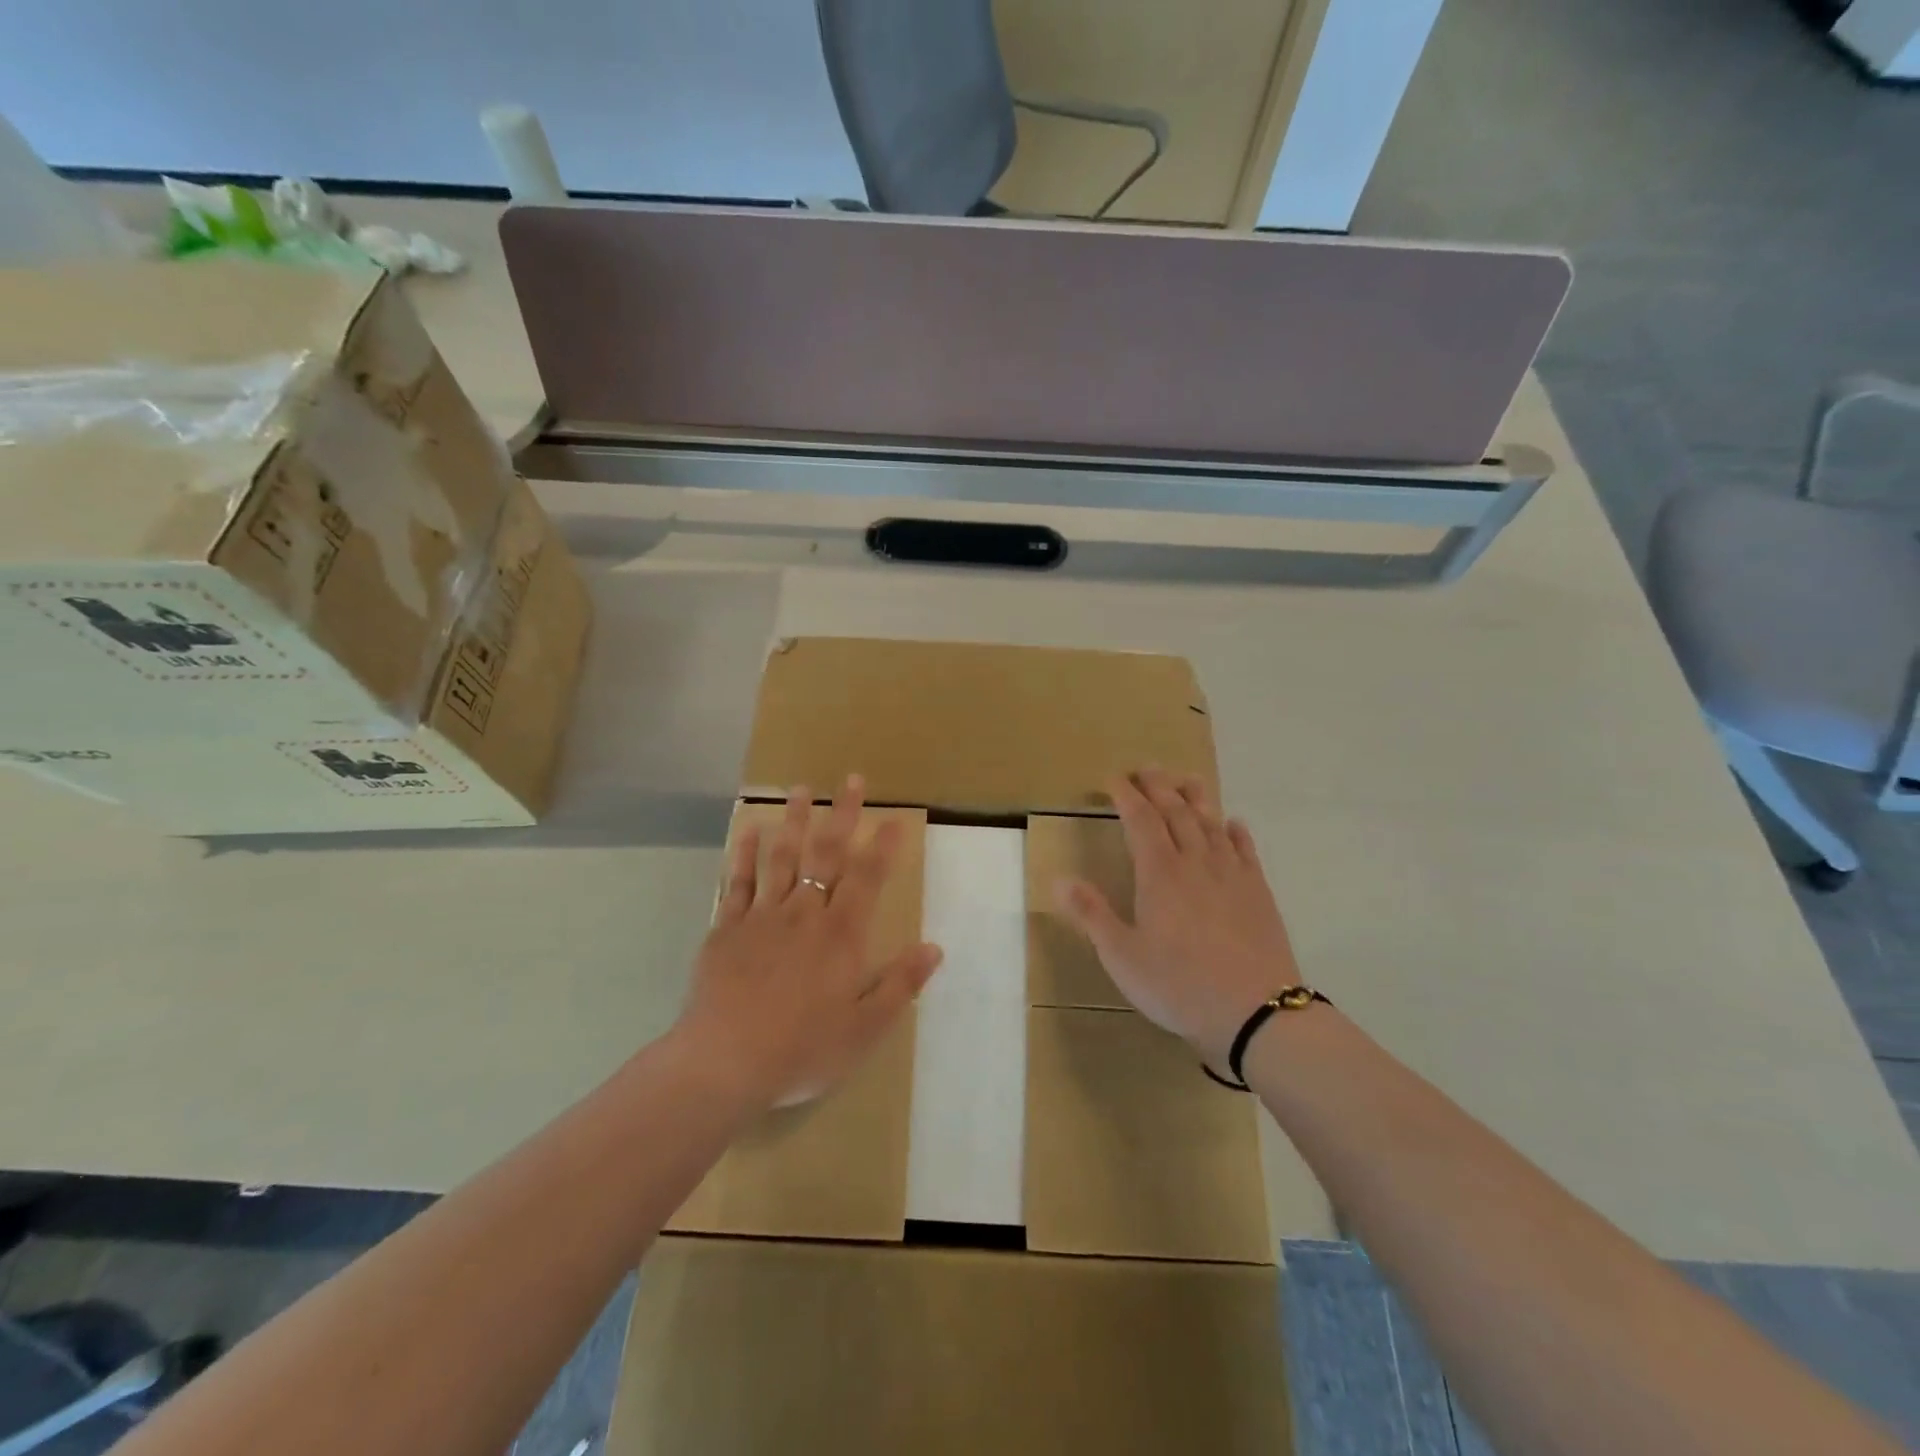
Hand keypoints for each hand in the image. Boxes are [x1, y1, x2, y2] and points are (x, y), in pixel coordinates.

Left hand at [674, 776, 942, 1109]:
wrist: (724, 1064)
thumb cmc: (801, 1050)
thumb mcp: (864, 1028)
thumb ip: (899, 985)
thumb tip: (934, 948)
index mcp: (841, 936)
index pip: (868, 878)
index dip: (883, 847)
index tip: (895, 818)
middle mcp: (804, 914)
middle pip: (826, 854)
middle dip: (842, 815)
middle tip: (851, 780)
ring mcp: (762, 917)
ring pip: (782, 857)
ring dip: (793, 821)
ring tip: (800, 789)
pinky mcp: (727, 929)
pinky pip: (738, 881)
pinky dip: (745, 853)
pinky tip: (750, 831)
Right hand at [1055, 768, 1300, 1065]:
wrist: (1256, 1012)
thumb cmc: (1179, 985)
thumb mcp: (1122, 956)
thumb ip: (1092, 914)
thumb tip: (1059, 877)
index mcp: (1159, 874)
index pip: (1140, 820)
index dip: (1126, 795)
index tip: (1113, 779)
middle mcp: (1196, 862)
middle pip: (1176, 812)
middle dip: (1158, 786)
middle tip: (1146, 768)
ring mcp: (1231, 875)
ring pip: (1211, 823)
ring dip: (1196, 797)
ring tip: (1186, 779)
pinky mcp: (1258, 892)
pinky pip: (1246, 850)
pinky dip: (1236, 831)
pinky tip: (1233, 823)